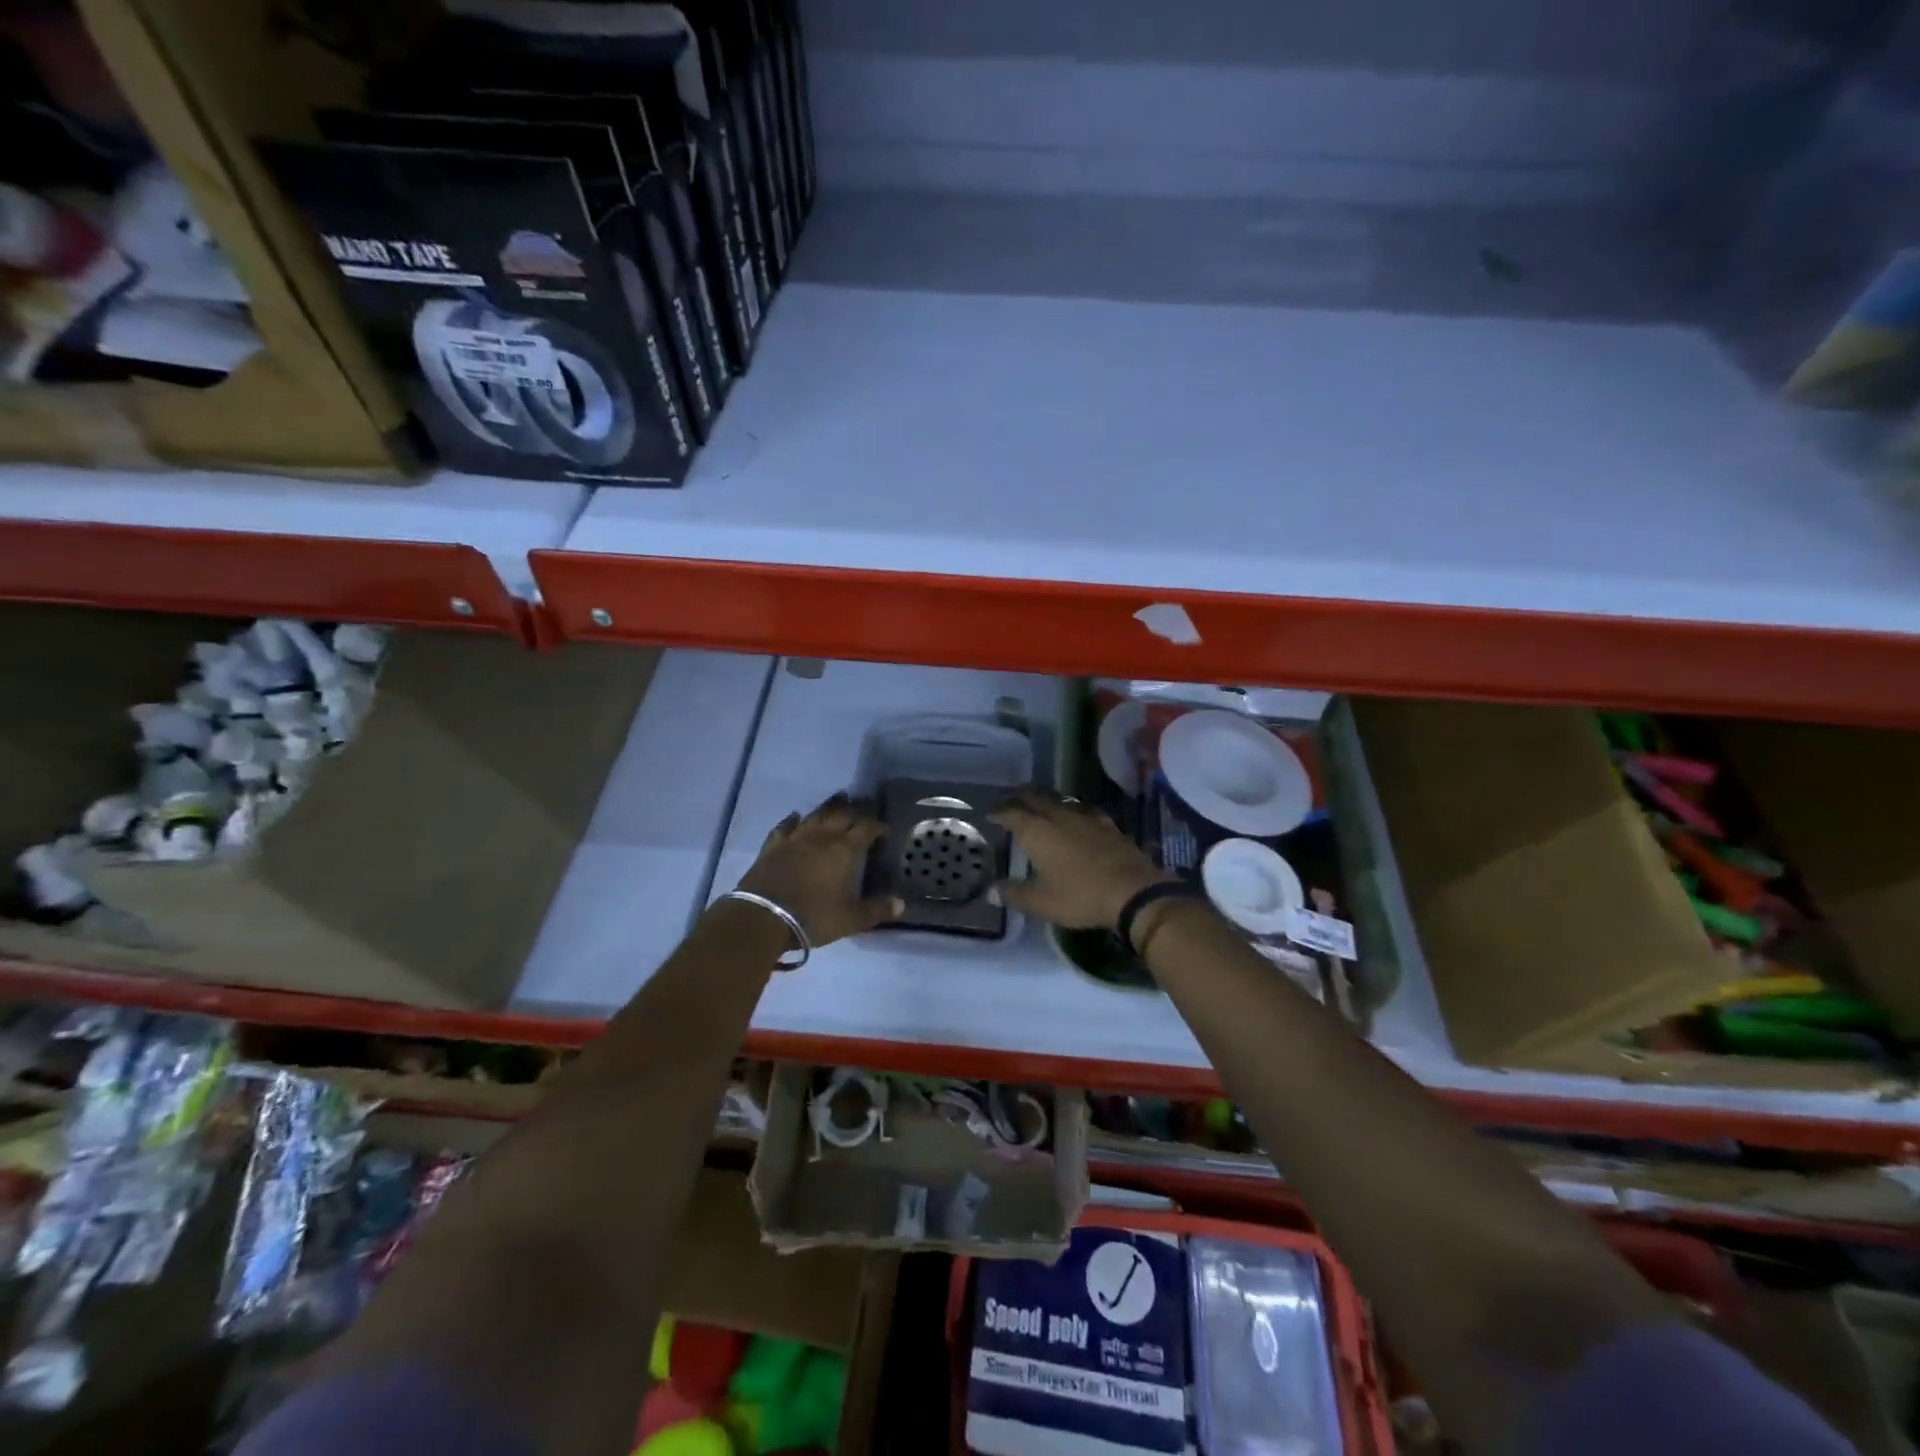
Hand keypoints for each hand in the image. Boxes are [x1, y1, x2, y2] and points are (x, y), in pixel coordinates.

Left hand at [735, 793, 902, 947]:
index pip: (867, 827)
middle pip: (842, 814)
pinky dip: (794, 819)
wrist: (763, 917)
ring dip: (830, 806)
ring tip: (839, 799)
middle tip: (865, 806)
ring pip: (816, 814)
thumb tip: (901, 904)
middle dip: (856, 809)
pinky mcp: (773, 845)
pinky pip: (786, 825)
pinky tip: (797, 816)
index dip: (877, 826)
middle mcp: (822, 836)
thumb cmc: (814, 917)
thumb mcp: (851, 919)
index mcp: (845, 849)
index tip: (884, 830)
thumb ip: (877, 910)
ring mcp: (795, 837)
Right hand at [989, 790, 1171, 928]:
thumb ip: (1015, 894)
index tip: (990, 812)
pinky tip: (1076, 820)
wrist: (1133, 892)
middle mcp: (1059, 817)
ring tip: (1038, 808)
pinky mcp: (1108, 826)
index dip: (999, 812)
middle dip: (1020, 798)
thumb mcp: (1042, 902)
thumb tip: (990, 892)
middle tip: (1009, 800)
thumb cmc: (1080, 896)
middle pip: (1035, 799)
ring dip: (1045, 803)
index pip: (1012, 813)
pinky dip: (1071, 814)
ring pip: (1059, 803)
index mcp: (1038, 831)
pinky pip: (1083, 812)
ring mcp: (1086, 819)